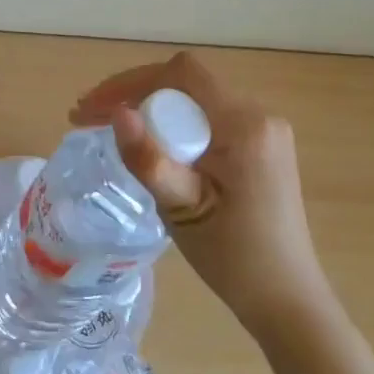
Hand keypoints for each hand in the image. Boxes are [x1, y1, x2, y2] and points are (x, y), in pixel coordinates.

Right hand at [72, 52, 330, 337]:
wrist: (285, 299)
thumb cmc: (234, 259)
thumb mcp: (182, 210)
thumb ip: (149, 159)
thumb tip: (117, 112)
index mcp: (244, 124)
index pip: (181, 74)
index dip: (129, 82)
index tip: (91, 108)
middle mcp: (259, 114)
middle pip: (185, 83)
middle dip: (132, 94)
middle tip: (88, 119)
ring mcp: (263, 129)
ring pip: (193, 99)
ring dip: (149, 108)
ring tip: (109, 129)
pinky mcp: (260, 145)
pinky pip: (206, 118)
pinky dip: (172, 124)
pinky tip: (149, 145)